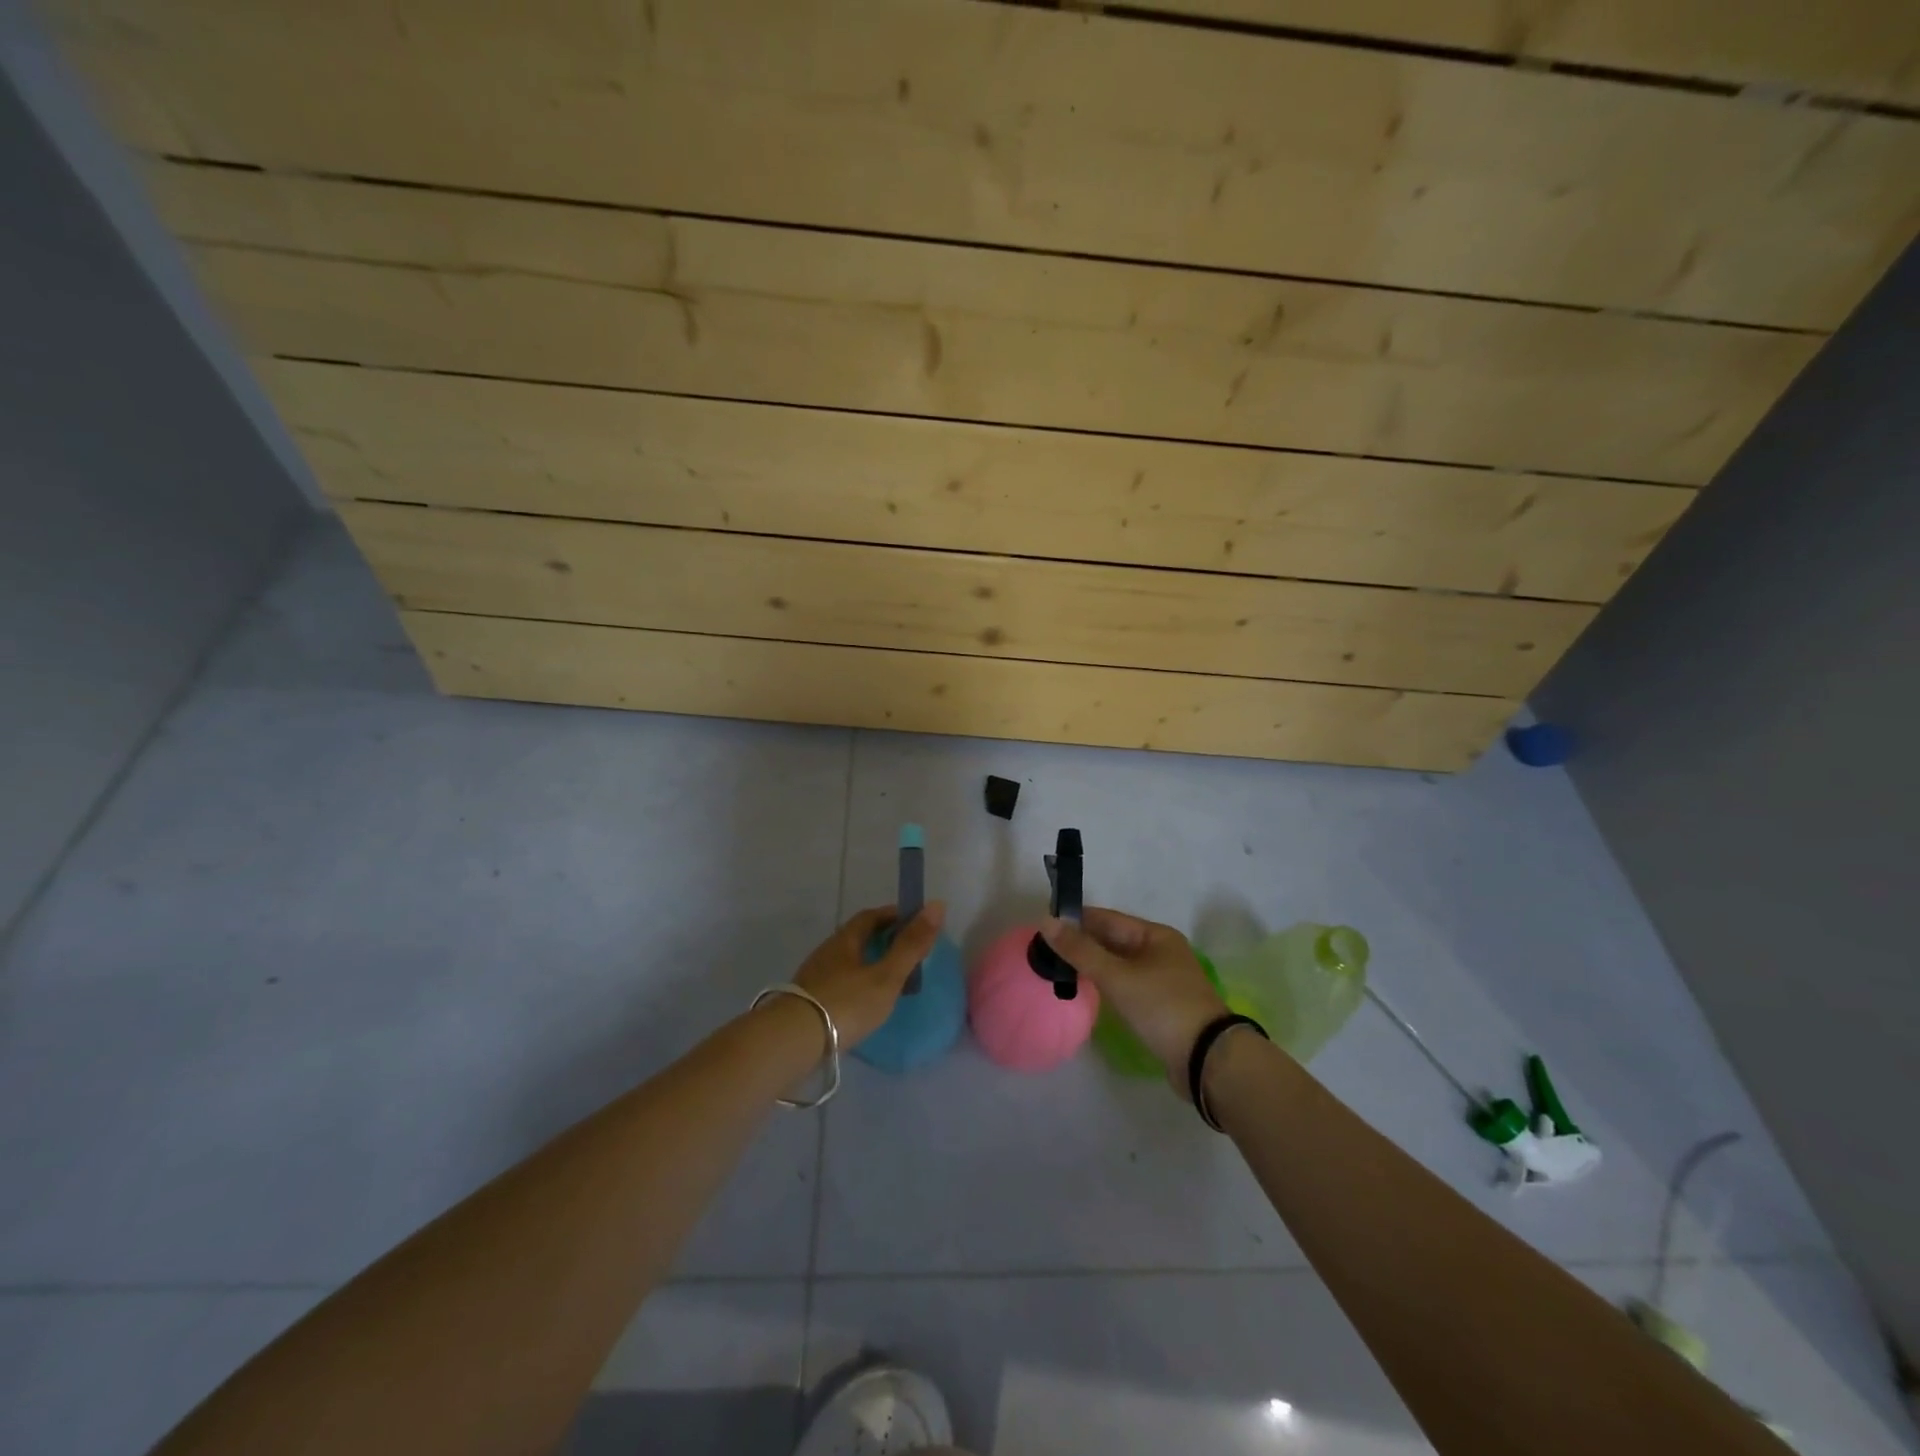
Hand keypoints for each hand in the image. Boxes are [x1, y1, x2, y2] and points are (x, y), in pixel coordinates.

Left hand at [793, 903, 946, 1047]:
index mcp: (845, 940)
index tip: (914, 922)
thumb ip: (911, 944)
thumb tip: (937, 905)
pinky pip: (838, 982)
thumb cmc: (846, 1003)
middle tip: (905, 952)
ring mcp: (813, 976)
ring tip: (888, 979)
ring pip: (846, 961)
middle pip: (857, 937)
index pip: (871, 916)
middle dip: (881, 939)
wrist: (793, 1041)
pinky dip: (856, 984)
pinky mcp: (807, 1001)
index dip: (893, 915)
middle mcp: (827, 952)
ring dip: (867, 962)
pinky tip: (863, 1002)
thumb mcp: (887, 976)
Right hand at [1041, 907, 1227, 1097]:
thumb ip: (1080, 950)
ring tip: (1060, 970)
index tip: (1045, 926)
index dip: (1076, 920)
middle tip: (1046, 951)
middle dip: (1082, 943)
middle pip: (1113, 940)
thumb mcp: (1117, 976)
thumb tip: (1046, 921)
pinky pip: (1126, 985)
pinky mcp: (1161, 1005)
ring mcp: (1163, 979)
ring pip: (1119, 964)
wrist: (1207, 1059)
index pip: (1107, 918)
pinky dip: (1106, 984)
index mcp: (1155, 935)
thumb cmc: (1162, 1007)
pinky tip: (1088, 991)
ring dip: (1093, 965)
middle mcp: (1161, 952)